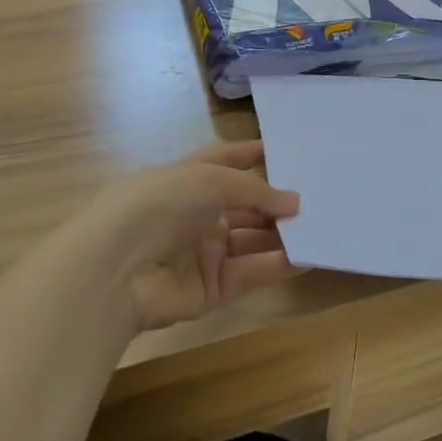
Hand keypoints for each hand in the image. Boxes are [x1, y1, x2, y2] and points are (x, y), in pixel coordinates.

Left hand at [77, 142, 299, 332]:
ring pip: (253, 240)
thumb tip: (294, 202)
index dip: (250, 155)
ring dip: (284, 233)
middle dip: (277, 201)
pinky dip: (279, 265)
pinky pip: (252, 273)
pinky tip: (310, 255)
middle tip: (320, 195)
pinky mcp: (212, 289)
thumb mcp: (211, 180)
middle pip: (245, 205)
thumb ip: (256, 190)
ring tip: (324, 224)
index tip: (286, 151)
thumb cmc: (160, 203)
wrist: (117, 268)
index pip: (224, 161)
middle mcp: (197, 214)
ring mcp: (204, 253)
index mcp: (187, 179)